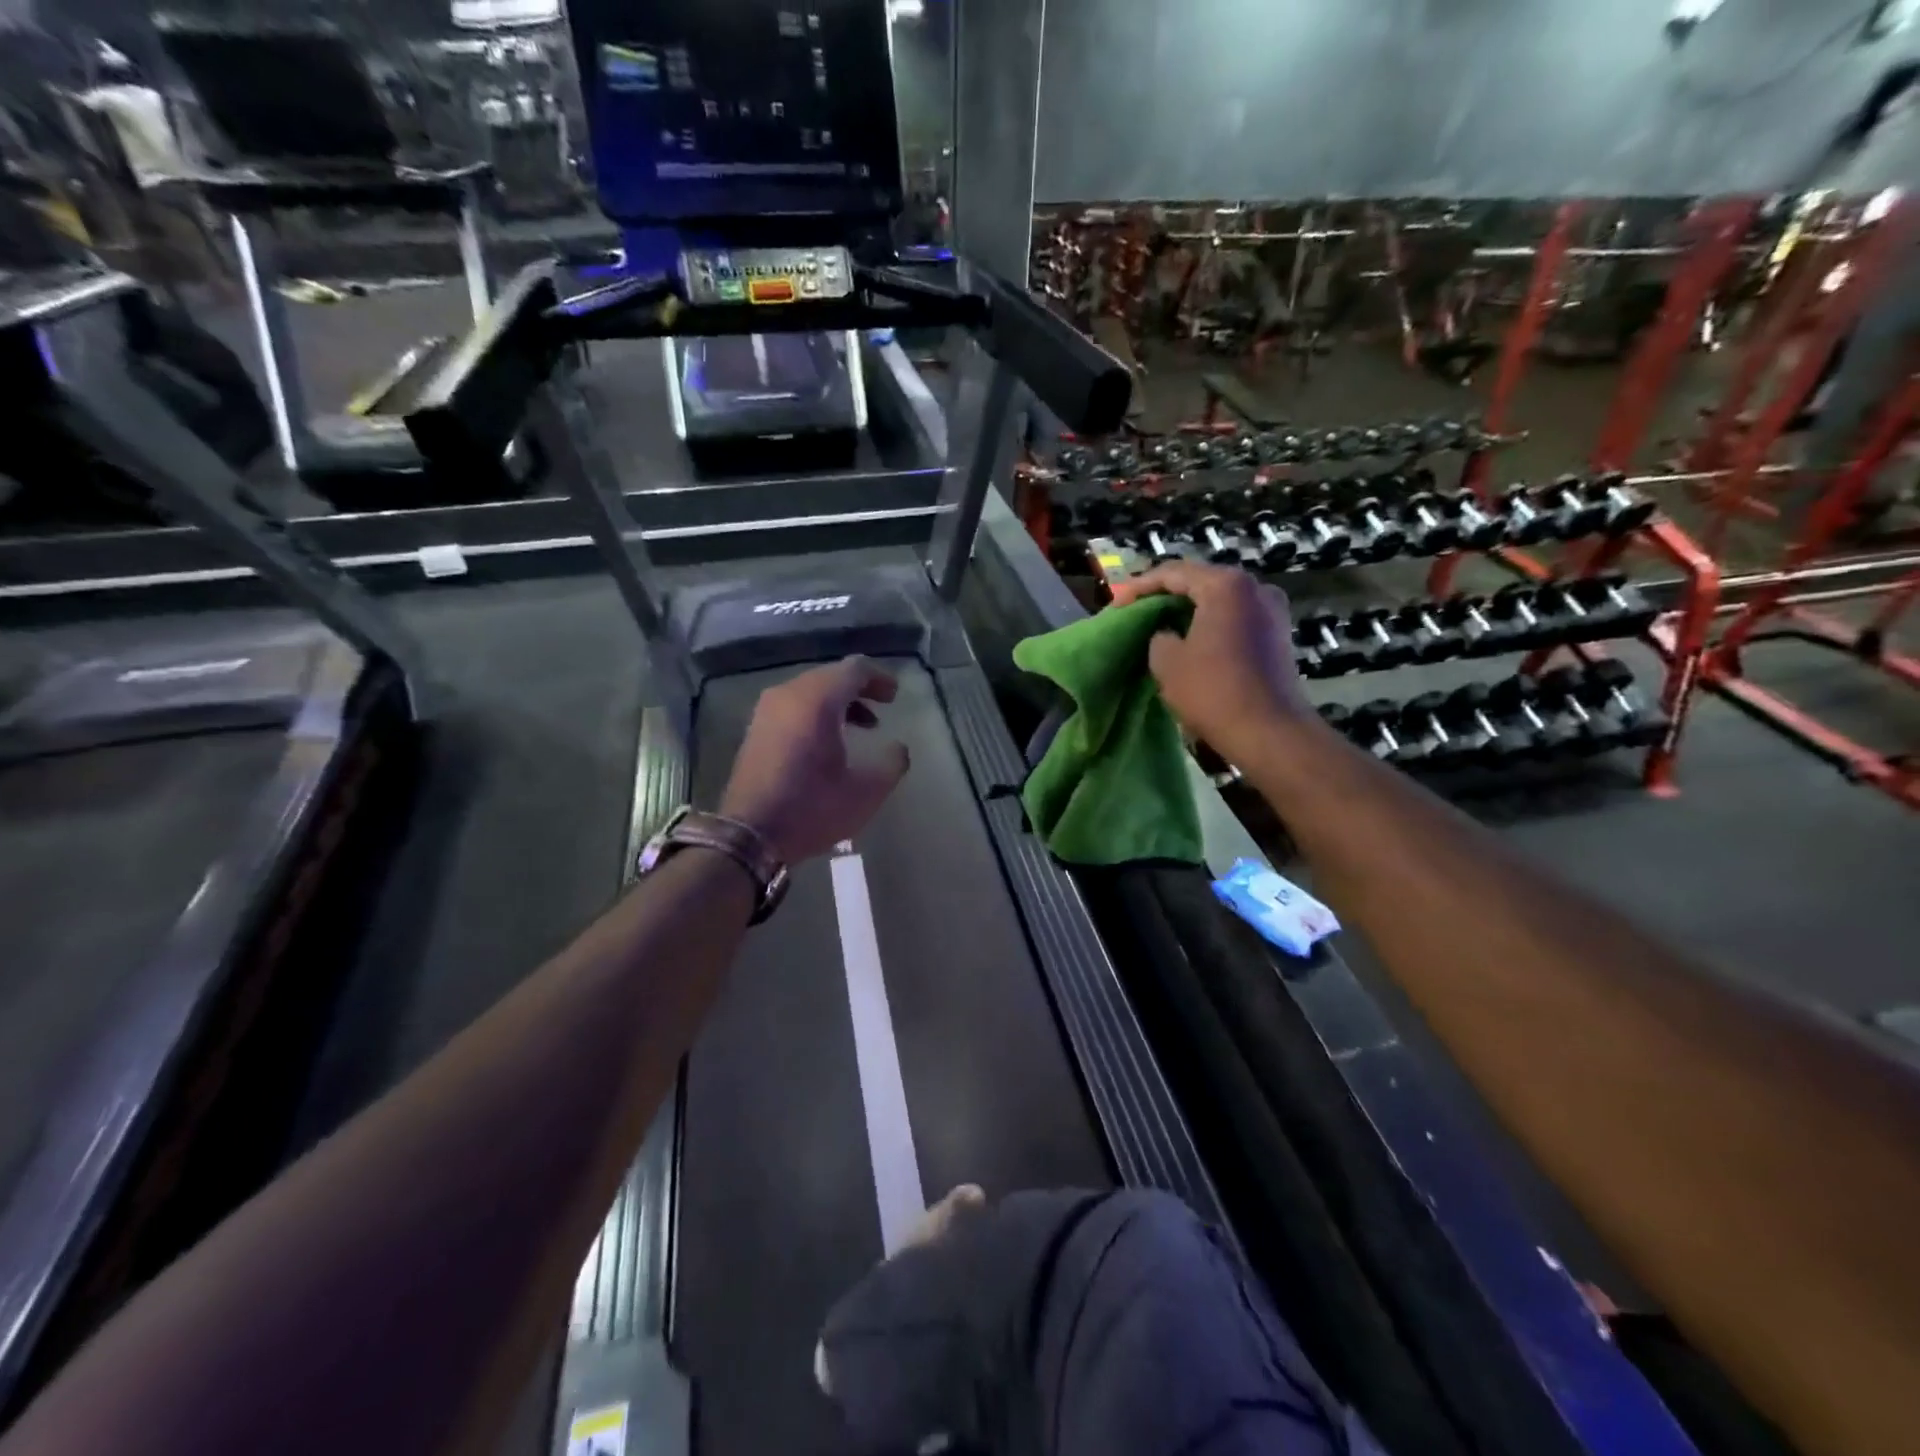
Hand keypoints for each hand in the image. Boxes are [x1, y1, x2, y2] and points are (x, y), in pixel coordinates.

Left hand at [719, 657, 910, 864]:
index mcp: (817, 700)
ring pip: (810, 690)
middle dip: (860, 688)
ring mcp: (767, 711)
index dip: (879, 677)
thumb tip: (898, 748)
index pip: (854, 669)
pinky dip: (817, 713)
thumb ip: (892, 763)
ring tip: (863, 726)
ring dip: (839, 702)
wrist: (749, 835)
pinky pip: (793, 706)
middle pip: (830, 676)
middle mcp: (788, 695)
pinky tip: (830, 740)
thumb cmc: (812, 808)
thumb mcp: (866, 791)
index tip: (895, 696)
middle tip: (883, 706)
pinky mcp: (756, 729)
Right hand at [1108, 560, 1311, 760]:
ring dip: (1189, 609)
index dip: (1139, 587)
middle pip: (1200, 581)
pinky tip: (1191, 638)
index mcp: (1226, 585)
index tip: (1116, 605)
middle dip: (1165, 595)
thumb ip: (1158, 635)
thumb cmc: (1212, 691)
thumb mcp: (1166, 661)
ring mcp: (1273, 610)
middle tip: (1136, 610)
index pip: (1173, 573)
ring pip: (1219, 600)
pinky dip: (1210, 623)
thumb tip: (1167, 633)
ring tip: (1160, 624)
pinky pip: (1235, 617)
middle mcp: (1255, 587)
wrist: (1269, 732)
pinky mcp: (1278, 634)